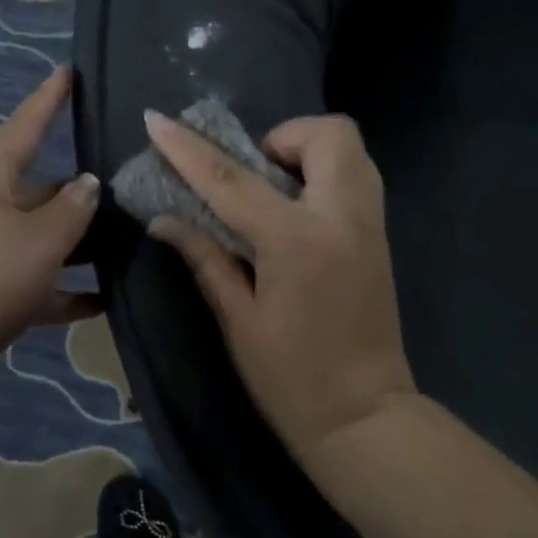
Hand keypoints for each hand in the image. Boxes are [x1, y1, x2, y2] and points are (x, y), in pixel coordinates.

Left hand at [0, 67, 101, 409]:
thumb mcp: (38, 241)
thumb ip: (71, 212)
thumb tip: (88, 184)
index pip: (22, 130)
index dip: (47, 102)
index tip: (68, 73)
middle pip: (37, 193)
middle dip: (77, 193)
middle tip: (124, 190)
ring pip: (39, 243)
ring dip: (77, 247)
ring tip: (124, 248)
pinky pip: (34, 287)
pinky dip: (64, 292)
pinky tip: (102, 302)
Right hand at [145, 110, 417, 479]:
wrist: (363, 416)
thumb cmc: (291, 379)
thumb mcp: (239, 321)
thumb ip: (206, 260)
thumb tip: (166, 221)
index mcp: (297, 242)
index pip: (232, 180)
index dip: (189, 149)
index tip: (157, 121)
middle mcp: (342, 218)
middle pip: (326, 134)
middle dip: (282, 137)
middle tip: (250, 175)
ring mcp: (370, 226)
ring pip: (350, 151)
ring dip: (307, 154)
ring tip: (272, 192)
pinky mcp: (380, 240)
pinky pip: (357, 180)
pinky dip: (325, 177)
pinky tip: (295, 216)